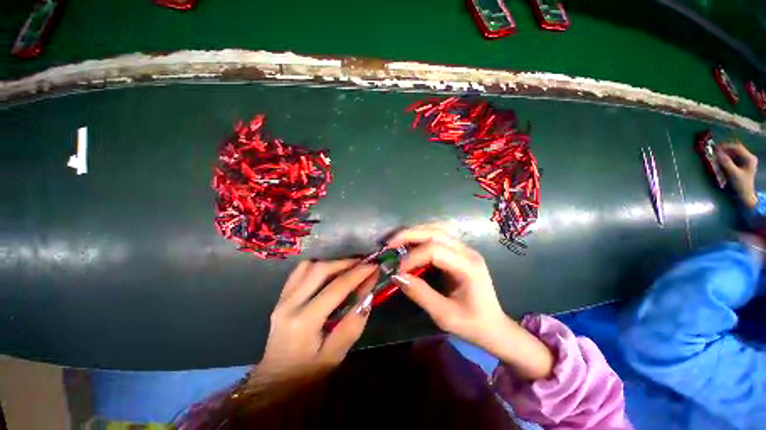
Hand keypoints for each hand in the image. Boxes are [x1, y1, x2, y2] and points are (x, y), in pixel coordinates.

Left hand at [257, 260, 377, 376]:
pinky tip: (329, 272)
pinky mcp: (281, 297)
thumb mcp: (335, 356)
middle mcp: (290, 304)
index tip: (374, 266)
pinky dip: (318, 266)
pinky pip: (299, 272)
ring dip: (332, 262)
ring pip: (308, 266)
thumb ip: (353, 325)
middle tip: (363, 263)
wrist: (275, 383)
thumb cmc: (307, 374)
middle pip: (320, 270)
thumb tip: (368, 296)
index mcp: (304, 321)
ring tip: (349, 267)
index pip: (336, 288)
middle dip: (345, 262)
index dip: (358, 274)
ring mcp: (282, 299)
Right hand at [388, 225, 553, 379]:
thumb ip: (420, 294)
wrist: (495, 327)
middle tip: (388, 245)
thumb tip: (396, 276)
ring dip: (414, 232)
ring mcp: (464, 248)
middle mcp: (467, 251)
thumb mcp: (444, 315)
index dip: (412, 257)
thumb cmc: (473, 324)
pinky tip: (410, 243)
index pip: (434, 250)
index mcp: (468, 266)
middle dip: (408, 235)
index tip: (395, 269)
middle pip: (434, 232)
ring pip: (436, 229)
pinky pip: (438, 235)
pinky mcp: (459, 251)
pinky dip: (421, 235)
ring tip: (396, 242)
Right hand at [718, 142, 757, 208]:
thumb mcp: (733, 174)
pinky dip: (725, 158)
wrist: (744, 195)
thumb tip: (717, 153)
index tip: (716, 148)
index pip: (737, 147)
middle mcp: (748, 158)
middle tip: (714, 151)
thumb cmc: (741, 185)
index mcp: (749, 158)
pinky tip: (720, 161)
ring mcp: (744, 161)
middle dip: (725, 150)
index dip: (726, 146)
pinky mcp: (740, 165)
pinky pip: (732, 158)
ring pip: (733, 154)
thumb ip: (726, 163)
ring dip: (724, 154)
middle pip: (735, 150)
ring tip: (716, 156)